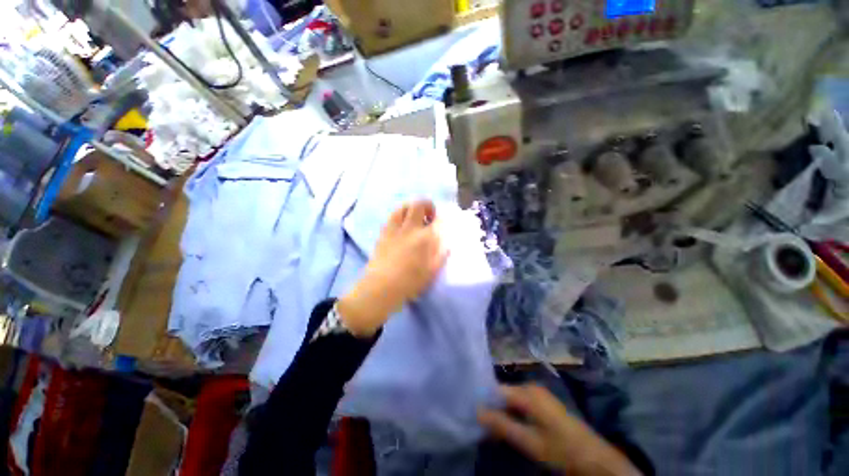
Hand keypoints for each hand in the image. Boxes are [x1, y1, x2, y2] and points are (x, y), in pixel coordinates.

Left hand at [338, 200, 447, 336]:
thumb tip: (445, 242)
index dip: (442, 218)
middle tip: (429, 216)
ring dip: (411, 208)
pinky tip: (402, 225)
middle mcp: (411, 228)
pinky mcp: (384, 232)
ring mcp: (395, 228)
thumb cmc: (410, 282)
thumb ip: (441, 254)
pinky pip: (392, 216)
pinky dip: (400, 216)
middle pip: (419, 205)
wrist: (382, 287)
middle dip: (427, 205)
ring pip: (403, 207)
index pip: (438, 219)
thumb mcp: (432, 271)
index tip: (442, 222)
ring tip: (414, 217)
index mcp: (425, 238)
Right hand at [478, 385, 640, 475]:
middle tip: (484, 428)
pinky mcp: (544, 404)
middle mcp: (531, 387)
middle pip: (504, 394)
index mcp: (527, 391)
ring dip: (503, 414)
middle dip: (494, 409)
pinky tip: (511, 429)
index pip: (497, 389)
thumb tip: (476, 411)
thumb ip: (502, 425)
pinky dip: (514, 416)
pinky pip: (521, 405)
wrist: (595, 459)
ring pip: (512, 401)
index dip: (485, 402)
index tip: (474, 415)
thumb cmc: (561, 449)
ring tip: (494, 430)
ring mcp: (539, 395)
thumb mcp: (529, 441)